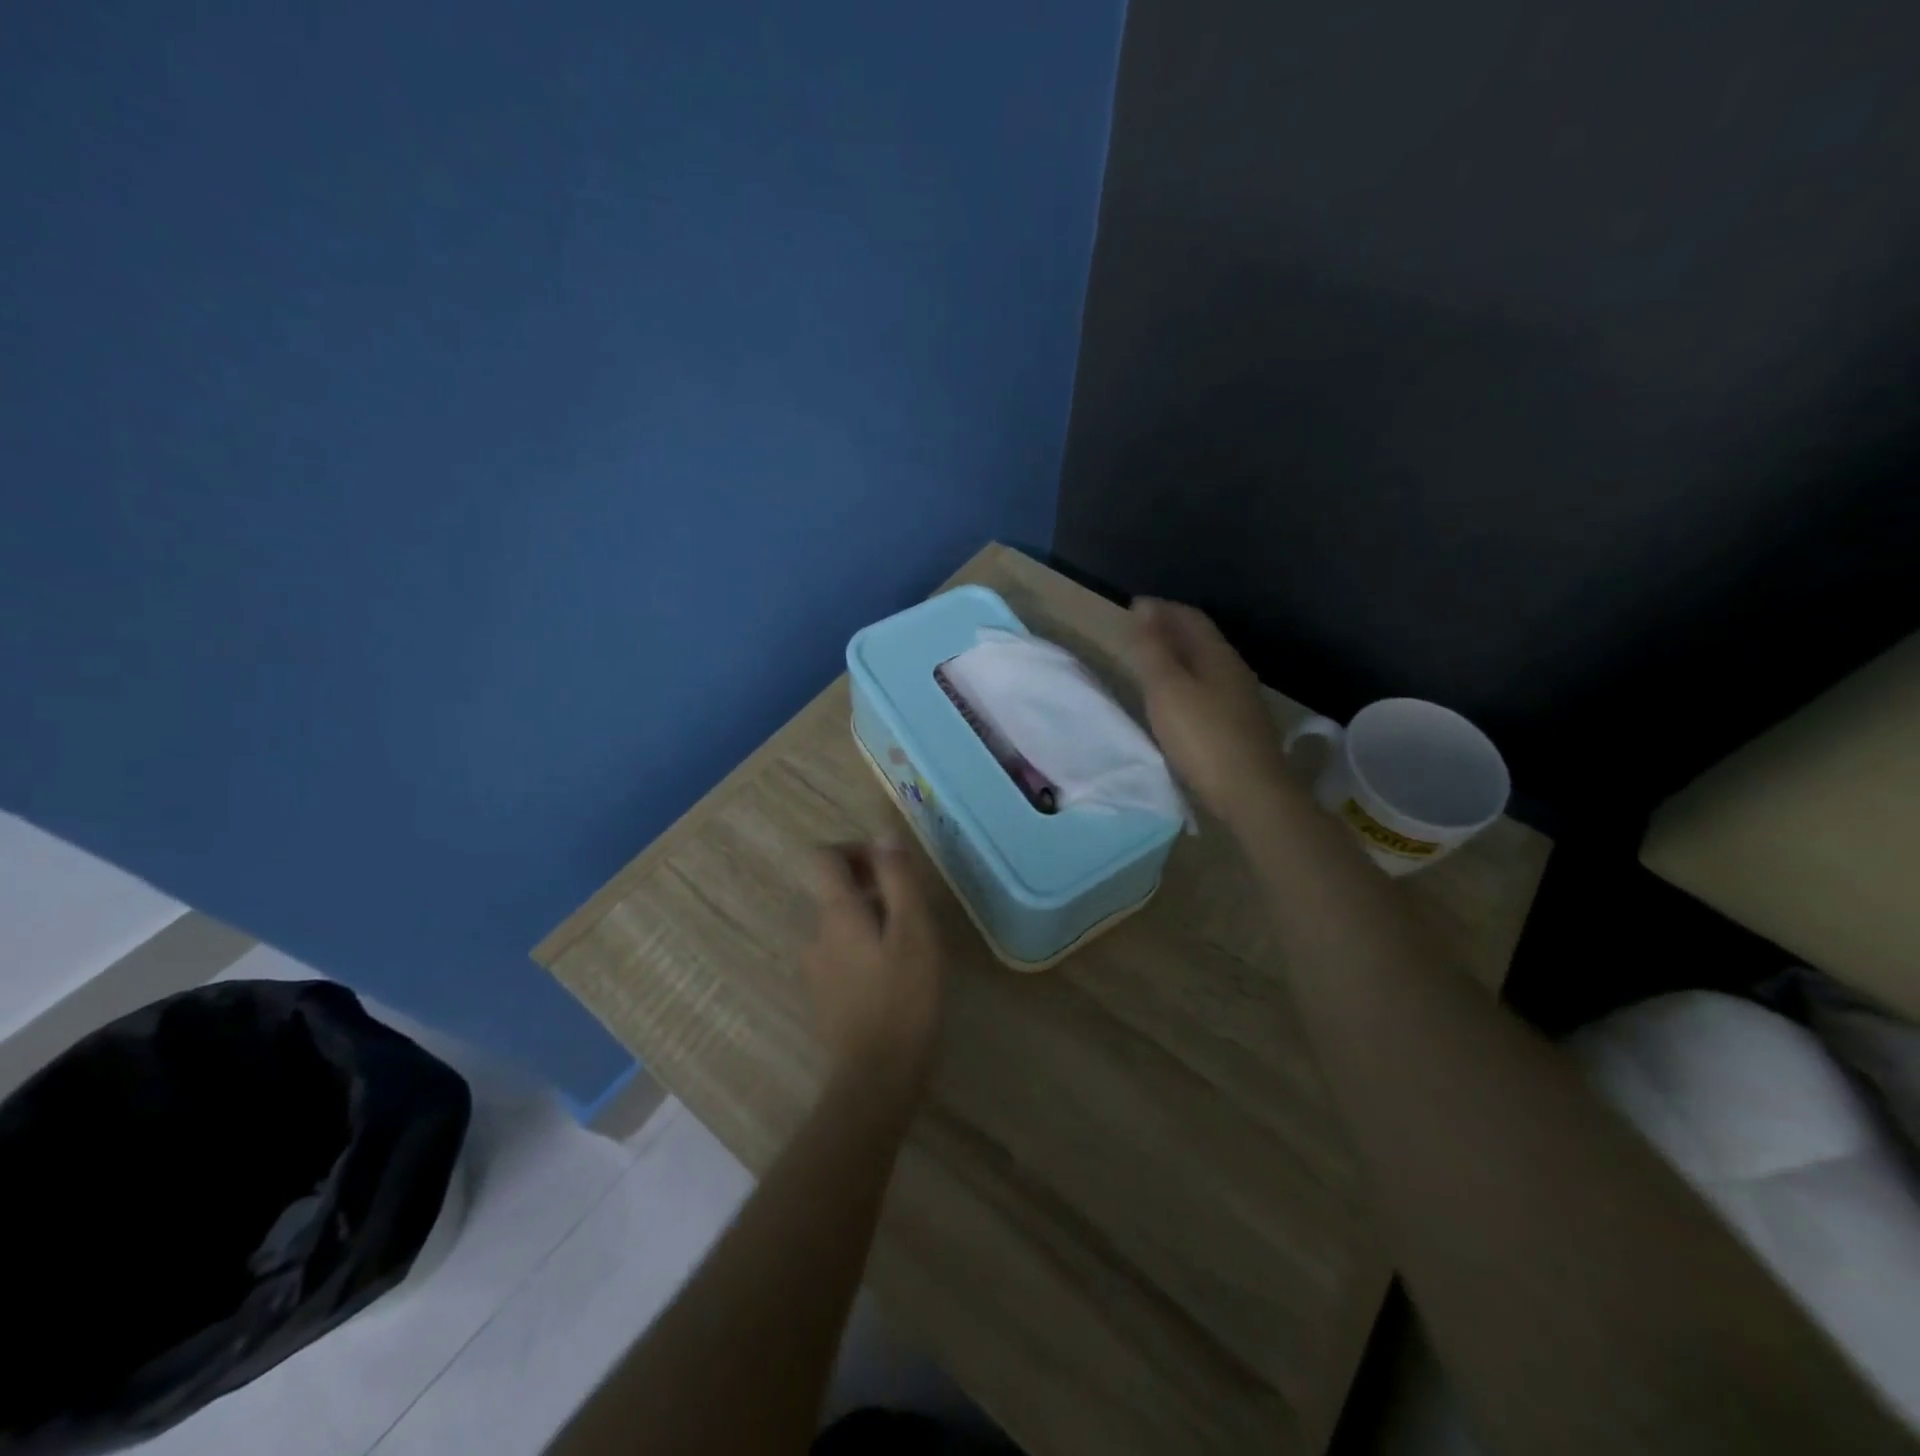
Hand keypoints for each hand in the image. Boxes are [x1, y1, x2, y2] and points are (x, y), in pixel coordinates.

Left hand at [802, 838, 945, 1086]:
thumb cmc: (903, 997)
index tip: (889, 866)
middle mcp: (816, 933)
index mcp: (835, 913)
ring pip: (842, 922)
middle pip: (834, 889)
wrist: (877, 1077)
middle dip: (872, 886)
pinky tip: (896, 975)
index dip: (854, 849)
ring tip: (911, 944)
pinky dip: (866, 947)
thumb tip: (884, 836)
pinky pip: (842, 951)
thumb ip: (898, 879)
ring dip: (872, 918)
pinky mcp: (824, 994)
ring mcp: (816, 967)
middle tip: (913, 908)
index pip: (823, 857)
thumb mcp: (914, 930)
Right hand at [1127, 597, 1291, 829]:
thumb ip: (1153, 649)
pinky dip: (1188, 681)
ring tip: (1152, 663)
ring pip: (1206, 665)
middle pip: (1201, 639)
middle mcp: (1234, 670)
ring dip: (1179, 657)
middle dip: (1170, 629)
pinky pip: (1209, 689)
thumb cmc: (1203, 737)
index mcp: (1217, 655)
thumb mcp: (1167, 690)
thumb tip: (1144, 608)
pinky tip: (1177, 699)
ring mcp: (1241, 700)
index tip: (1134, 607)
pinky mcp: (1241, 726)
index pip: (1190, 618)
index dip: (1162, 609)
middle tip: (1139, 632)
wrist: (1252, 793)